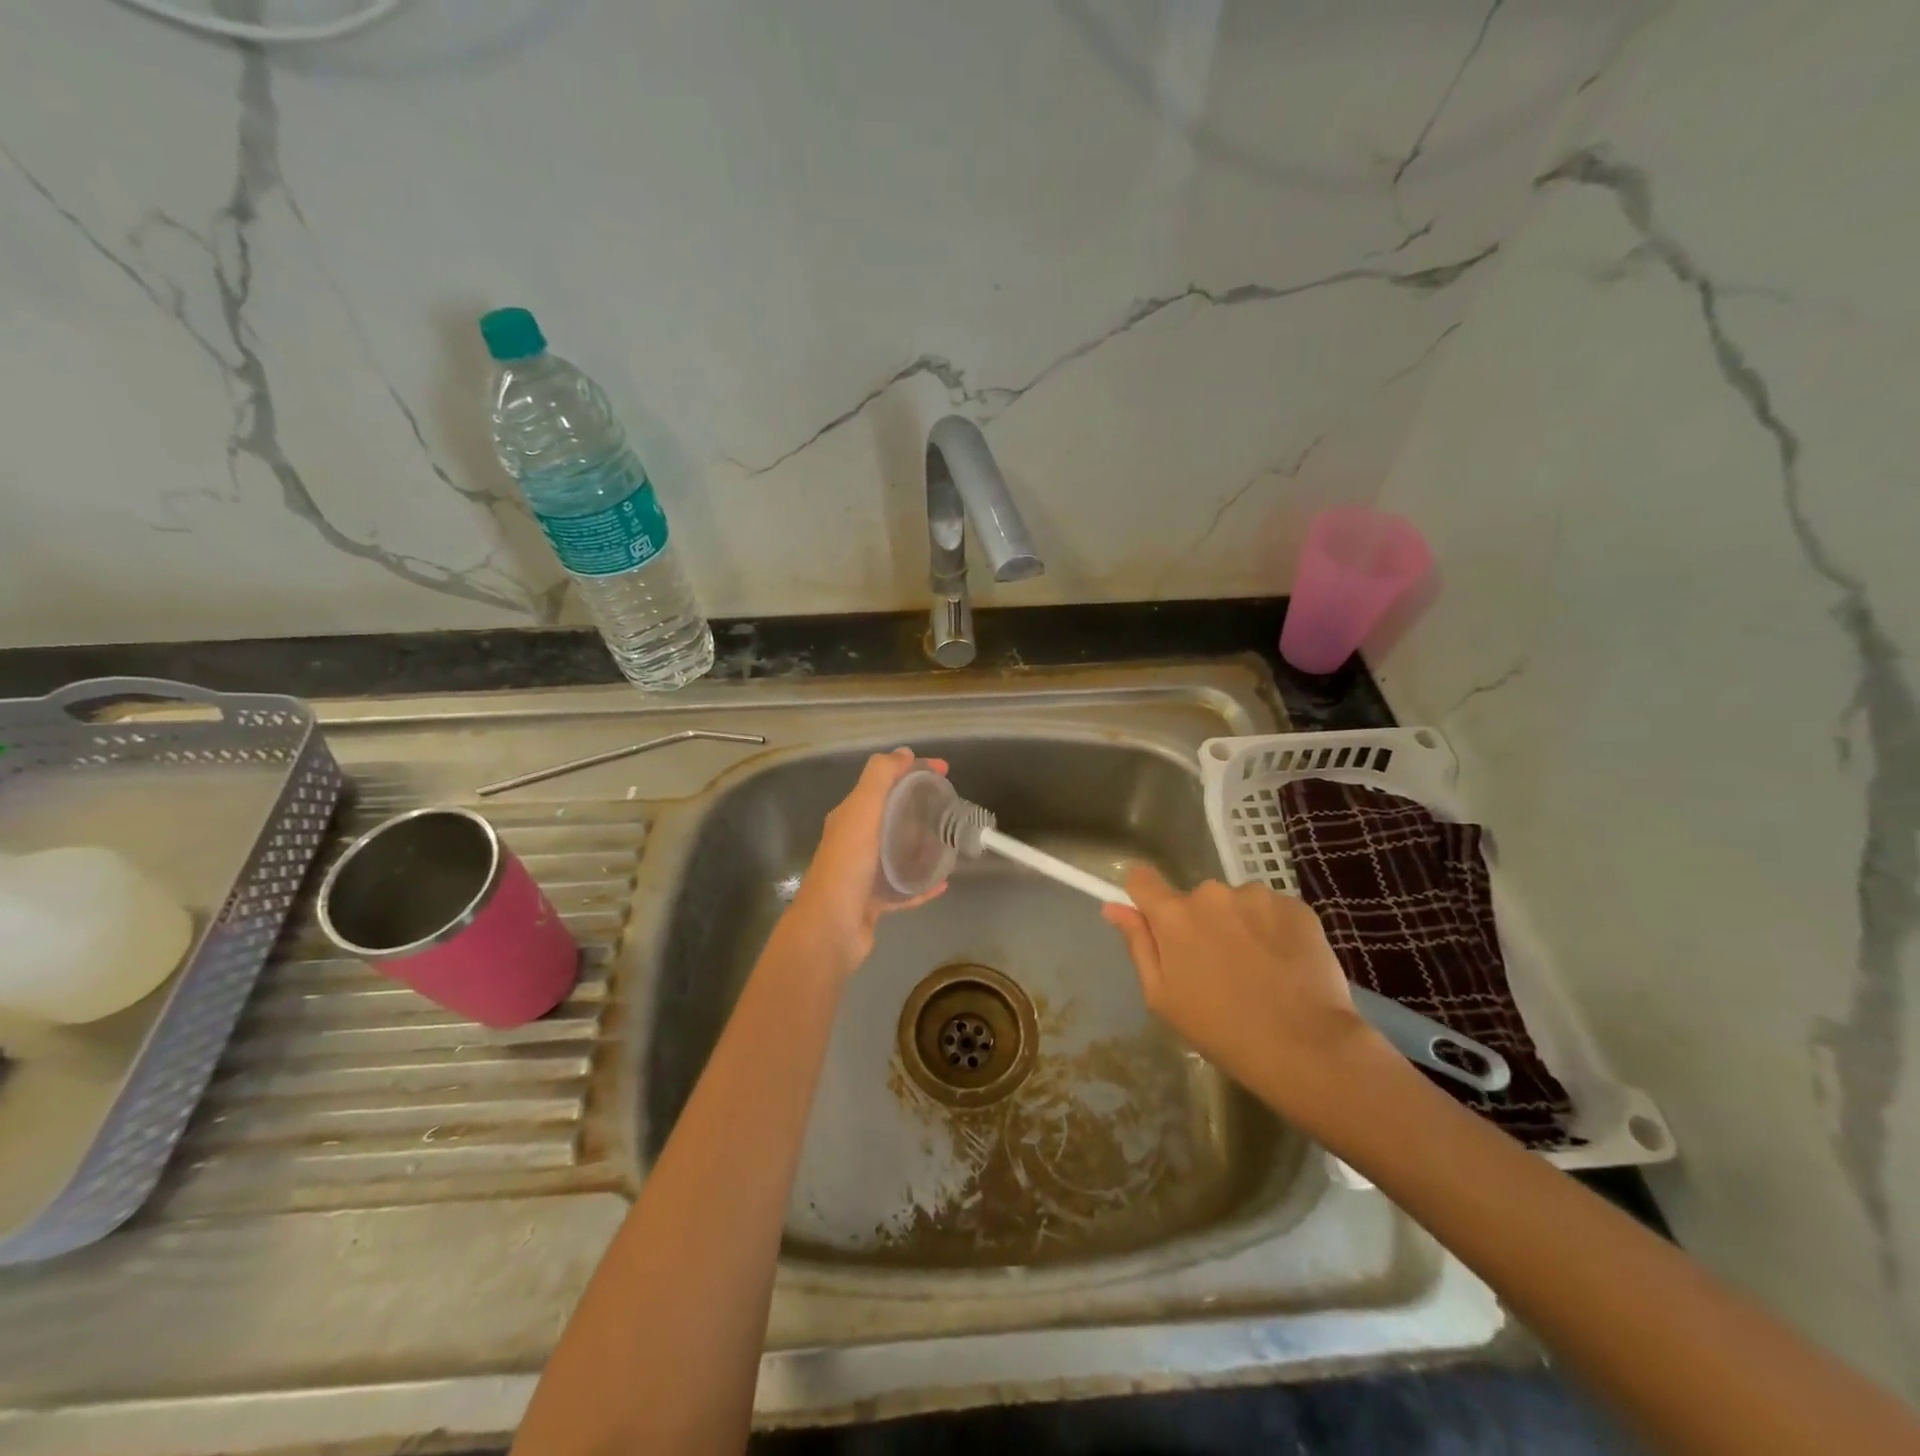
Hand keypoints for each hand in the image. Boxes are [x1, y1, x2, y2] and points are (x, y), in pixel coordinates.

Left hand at [782, 748, 946, 977]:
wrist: (831, 927)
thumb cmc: (848, 864)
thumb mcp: (862, 810)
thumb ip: (880, 777)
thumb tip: (903, 753)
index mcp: (851, 816)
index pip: (885, 783)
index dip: (913, 771)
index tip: (945, 771)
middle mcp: (855, 841)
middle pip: (893, 816)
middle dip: (921, 808)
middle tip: (951, 809)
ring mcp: (864, 873)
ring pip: (899, 852)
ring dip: (923, 845)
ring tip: (951, 842)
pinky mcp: (874, 902)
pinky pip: (904, 888)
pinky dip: (923, 883)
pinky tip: (943, 882)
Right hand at [1101, 865, 1381, 1105]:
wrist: (1305, 1046)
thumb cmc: (1221, 1029)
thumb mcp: (1162, 997)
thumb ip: (1138, 944)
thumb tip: (1113, 906)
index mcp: (1173, 915)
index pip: (1141, 878)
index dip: (1144, 895)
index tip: (1156, 921)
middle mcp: (1211, 893)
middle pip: (1194, 899)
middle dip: (1200, 923)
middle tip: (1219, 968)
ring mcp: (1257, 896)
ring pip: (1236, 904)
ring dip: (1239, 925)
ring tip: (1259, 970)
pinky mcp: (1296, 906)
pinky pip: (1272, 911)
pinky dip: (1273, 931)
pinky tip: (1285, 965)